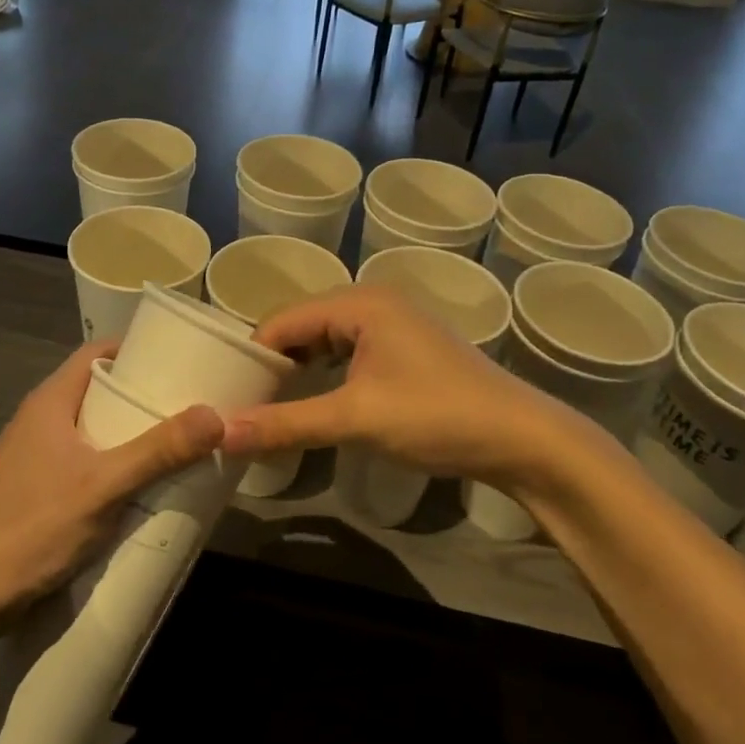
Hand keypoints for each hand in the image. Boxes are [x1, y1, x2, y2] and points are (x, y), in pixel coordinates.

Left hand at [0, 342, 223, 635]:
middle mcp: (37, 420)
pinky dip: (111, 461)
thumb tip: (216, 415)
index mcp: (49, 402)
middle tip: (187, 404)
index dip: (137, 348)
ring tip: (173, 442)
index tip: (179, 358)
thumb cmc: (33, 528)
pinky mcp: (32, 488)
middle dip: (140, 394)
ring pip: (89, 428)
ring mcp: (31, 456)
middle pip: (96, 390)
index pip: (96, 353)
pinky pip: (80, 459)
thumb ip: (158, 451)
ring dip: (127, 432)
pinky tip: (137, 484)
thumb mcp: (104, 487)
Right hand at [220, 285, 579, 487]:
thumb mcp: (355, 419)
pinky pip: (348, 354)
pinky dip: (325, 377)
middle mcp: (373, 303)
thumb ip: (285, 424)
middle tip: (241, 404)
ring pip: (325, 342)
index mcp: (359, 303)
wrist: (524, 440)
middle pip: (302, 327)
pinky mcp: (405, 351)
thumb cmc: (436, 417)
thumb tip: (220, 434)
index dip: (251, 356)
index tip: (224, 394)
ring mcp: (393, 326)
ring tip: (268, 408)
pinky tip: (313, 404)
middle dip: (272, 364)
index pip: (282, 320)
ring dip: (298, 372)